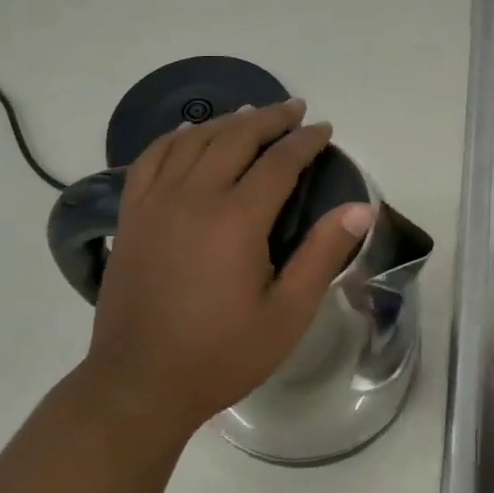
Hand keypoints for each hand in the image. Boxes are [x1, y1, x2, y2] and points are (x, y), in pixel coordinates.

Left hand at [78, 100, 373, 445]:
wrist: (140, 384)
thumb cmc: (222, 354)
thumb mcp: (288, 313)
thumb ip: (323, 254)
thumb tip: (361, 207)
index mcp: (236, 220)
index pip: (279, 162)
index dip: (305, 141)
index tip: (325, 129)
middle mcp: (193, 198)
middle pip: (235, 138)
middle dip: (269, 118)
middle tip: (295, 109)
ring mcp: (155, 204)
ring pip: (193, 141)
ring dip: (226, 121)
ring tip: (251, 113)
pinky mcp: (132, 216)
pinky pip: (151, 159)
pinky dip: (174, 138)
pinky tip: (188, 134)